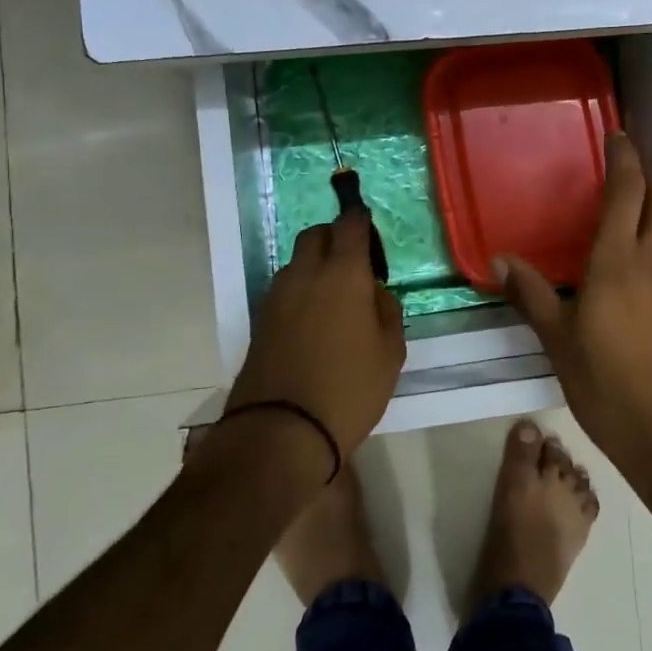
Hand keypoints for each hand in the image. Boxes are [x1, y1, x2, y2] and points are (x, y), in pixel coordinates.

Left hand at [227, 210, 405, 457]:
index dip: (361, 219)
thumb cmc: (349, 388)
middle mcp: (306, 274)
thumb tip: (373, 292)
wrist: (282, 430)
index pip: (349, 224)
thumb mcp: (390, 351)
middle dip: (335, 237)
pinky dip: (301, 289)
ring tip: (335, 296)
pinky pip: (285, 288)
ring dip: (315, 264)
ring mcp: (278, 296)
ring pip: (297, 261)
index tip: (370, 229)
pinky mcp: (261, 320)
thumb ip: (386, 310)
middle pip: (316, 234)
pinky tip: (315, 319)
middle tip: (356, 264)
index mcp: (344, 274)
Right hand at [498, 133, 651, 491]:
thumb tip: (500, 259)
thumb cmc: (609, 388)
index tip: (617, 136)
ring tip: (639, 210)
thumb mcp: (559, 343)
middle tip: (627, 170)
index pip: (627, 192)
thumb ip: (532, 296)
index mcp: (619, 263)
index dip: (624, 158)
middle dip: (649, 175)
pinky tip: (650, 267)